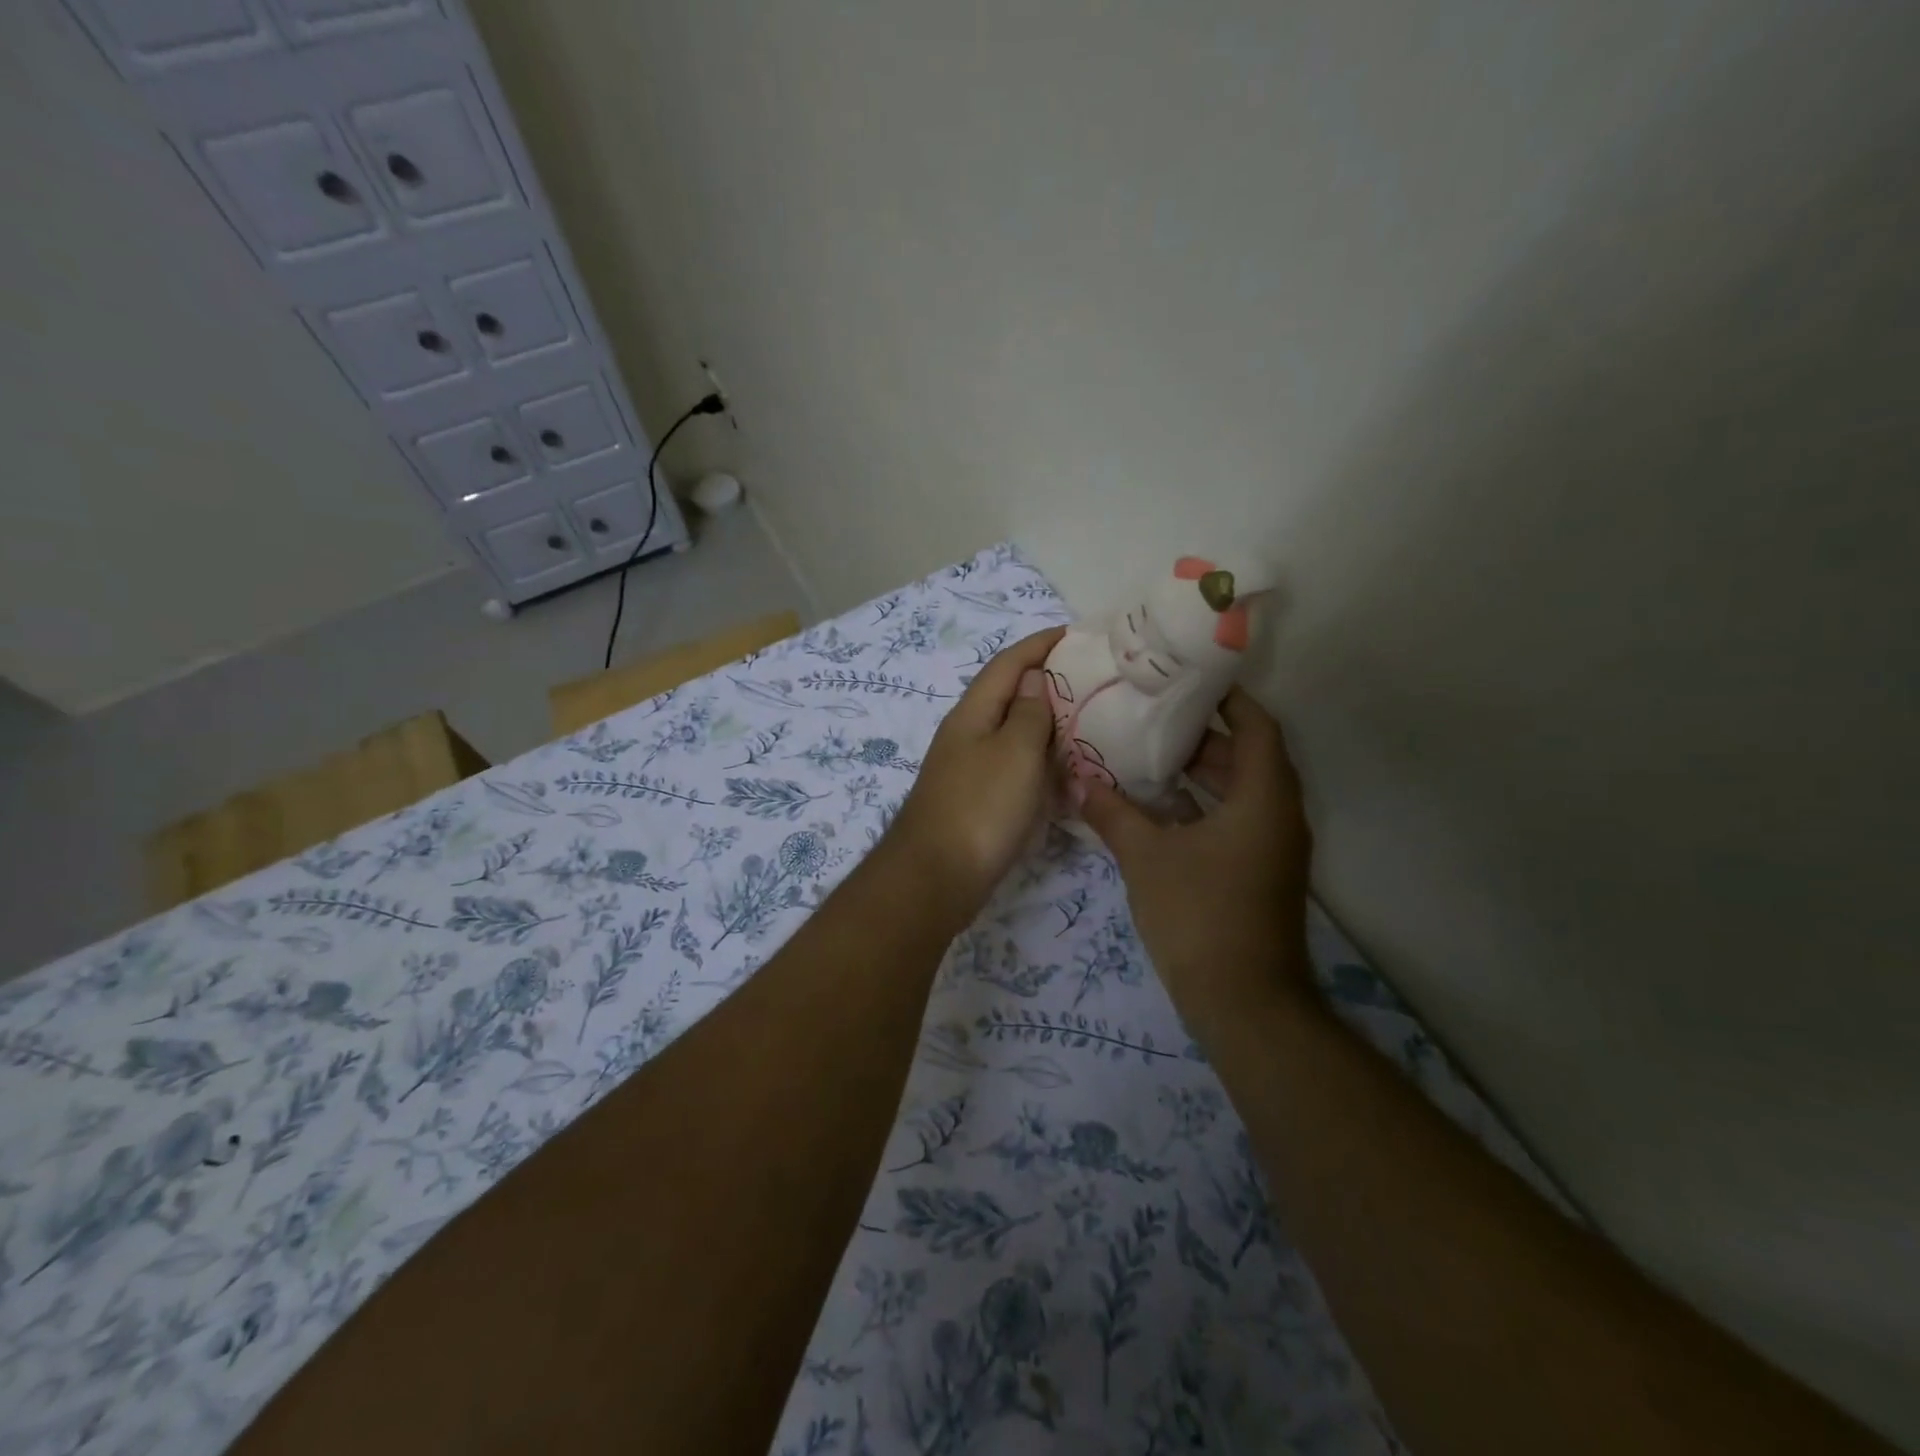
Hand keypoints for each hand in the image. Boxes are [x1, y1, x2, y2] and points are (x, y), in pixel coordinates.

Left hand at [889, 627, 1064, 923]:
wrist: (936, 878)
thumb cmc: (981, 808)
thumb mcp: (1015, 752)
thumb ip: (1030, 713)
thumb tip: (1034, 678)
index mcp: (973, 712)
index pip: (1008, 663)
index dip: (1040, 644)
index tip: (1076, 633)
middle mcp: (968, 734)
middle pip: (1009, 695)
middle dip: (1047, 681)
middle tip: (1093, 679)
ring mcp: (970, 769)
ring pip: (1013, 733)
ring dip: (1046, 723)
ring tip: (1088, 720)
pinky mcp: (977, 800)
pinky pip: (1014, 767)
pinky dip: (1040, 761)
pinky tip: (1064, 771)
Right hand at [1079, 687, 1314, 1034]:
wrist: (1243, 1003)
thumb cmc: (1199, 915)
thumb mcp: (1146, 857)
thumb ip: (1113, 814)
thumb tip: (1080, 782)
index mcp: (1263, 798)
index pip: (1257, 727)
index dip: (1229, 699)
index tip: (1189, 682)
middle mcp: (1279, 816)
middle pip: (1249, 757)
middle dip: (1204, 737)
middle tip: (1154, 720)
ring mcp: (1273, 849)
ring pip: (1241, 792)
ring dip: (1203, 774)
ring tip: (1150, 757)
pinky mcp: (1261, 874)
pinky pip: (1236, 822)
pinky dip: (1204, 807)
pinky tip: (1159, 810)